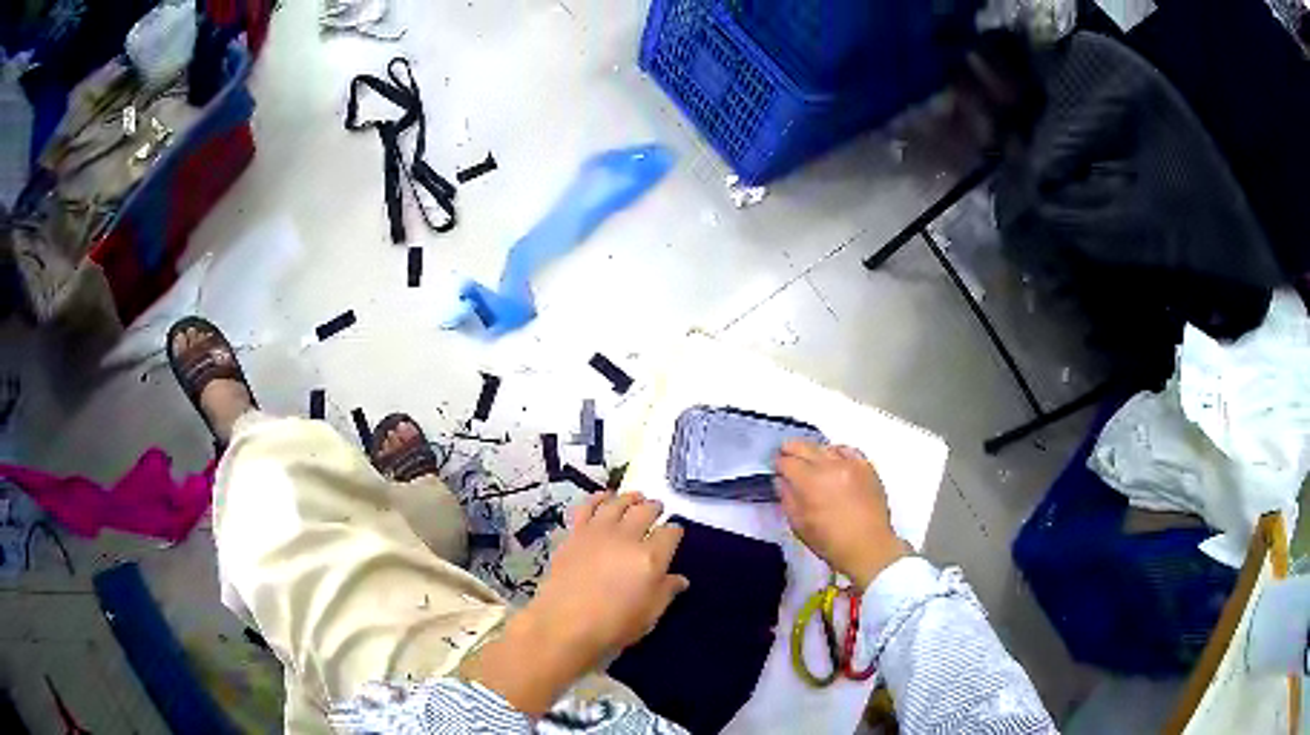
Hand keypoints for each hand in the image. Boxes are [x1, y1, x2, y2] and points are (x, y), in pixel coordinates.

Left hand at [530, 492, 688, 660]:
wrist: (564, 624)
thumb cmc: (613, 626)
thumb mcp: (649, 615)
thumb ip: (666, 592)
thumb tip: (680, 579)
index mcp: (651, 557)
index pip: (670, 534)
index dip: (675, 531)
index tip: (675, 533)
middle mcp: (627, 538)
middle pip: (645, 511)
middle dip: (655, 508)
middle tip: (658, 509)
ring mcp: (599, 532)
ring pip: (618, 503)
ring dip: (630, 498)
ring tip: (636, 497)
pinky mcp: (575, 534)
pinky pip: (588, 507)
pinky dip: (598, 498)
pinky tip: (605, 497)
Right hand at [775, 441, 910, 588]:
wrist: (868, 546)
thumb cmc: (830, 541)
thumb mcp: (799, 525)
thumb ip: (787, 498)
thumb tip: (782, 480)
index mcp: (810, 482)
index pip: (788, 462)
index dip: (778, 464)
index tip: (776, 467)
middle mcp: (830, 466)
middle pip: (805, 447)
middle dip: (791, 449)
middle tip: (785, 453)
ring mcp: (851, 464)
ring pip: (826, 447)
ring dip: (814, 451)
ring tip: (810, 459)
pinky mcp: (866, 467)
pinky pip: (848, 450)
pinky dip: (836, 452)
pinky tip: (834, 459)